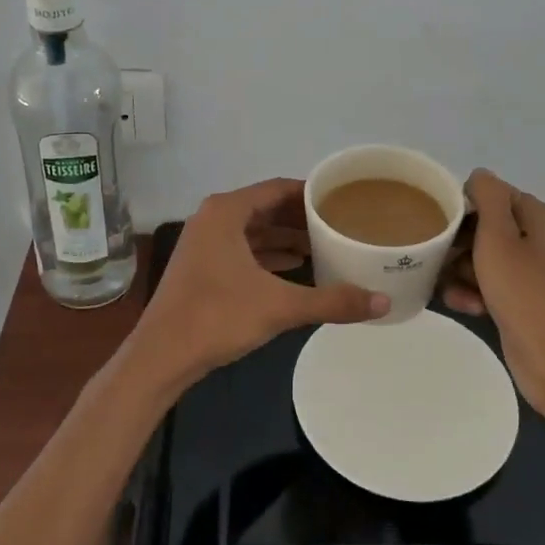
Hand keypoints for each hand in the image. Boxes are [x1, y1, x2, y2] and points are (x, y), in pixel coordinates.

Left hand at [136, 178, 388, 388]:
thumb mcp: (279, 306)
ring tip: (325, 246)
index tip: (342, 200)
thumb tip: (383, 302)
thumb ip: (331, 301)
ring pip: (254, 230)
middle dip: (301, 217)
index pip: (278, 188)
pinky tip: (295, 267)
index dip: (311, 193)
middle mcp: (213, 219)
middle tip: (340, 223)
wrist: (161, 355)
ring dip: (286, 237)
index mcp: (227, 212)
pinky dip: (268, 254)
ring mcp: (204, 243)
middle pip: (266, 208)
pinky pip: (242, 249)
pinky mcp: (202, 266)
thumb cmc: (217, 317)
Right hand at [439, 169, 544, 420]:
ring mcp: (526, 272)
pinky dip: (471, 293)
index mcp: (532, 216)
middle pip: (480, 227)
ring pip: (478, 259)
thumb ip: (488, 197)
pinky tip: (465, 306)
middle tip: (435, 255)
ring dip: (459, 271)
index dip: (463, 204)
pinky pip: (484, 286)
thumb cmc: (523, 291)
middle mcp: (532, 239)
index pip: (489, 193)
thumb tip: (478, 175)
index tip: (438, 220)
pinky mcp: (518, 301)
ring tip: (449, 287)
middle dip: (456, 242)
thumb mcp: (499, 236)